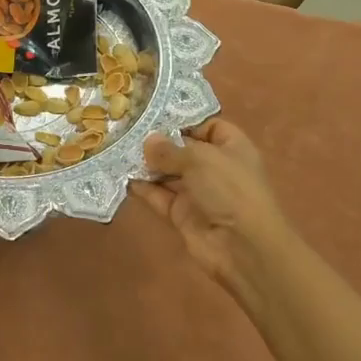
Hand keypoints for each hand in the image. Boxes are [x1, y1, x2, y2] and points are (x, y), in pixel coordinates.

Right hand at [129, 121, 291, 297]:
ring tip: (118, 149)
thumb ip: (170, 150)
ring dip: (145, 164)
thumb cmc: (229, 190)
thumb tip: (148, 142)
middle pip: (183, 149)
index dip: (185, 120)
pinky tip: (121, 176)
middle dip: (157, 141)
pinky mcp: (182, 214)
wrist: (242, 247)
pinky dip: (142, 188)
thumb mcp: (200, 159)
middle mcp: (215, 167)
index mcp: (231, 147)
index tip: (154, 114)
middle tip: (125, 129)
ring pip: (168, 173)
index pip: (208, 126)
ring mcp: (198, 192)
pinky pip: (159, 196)